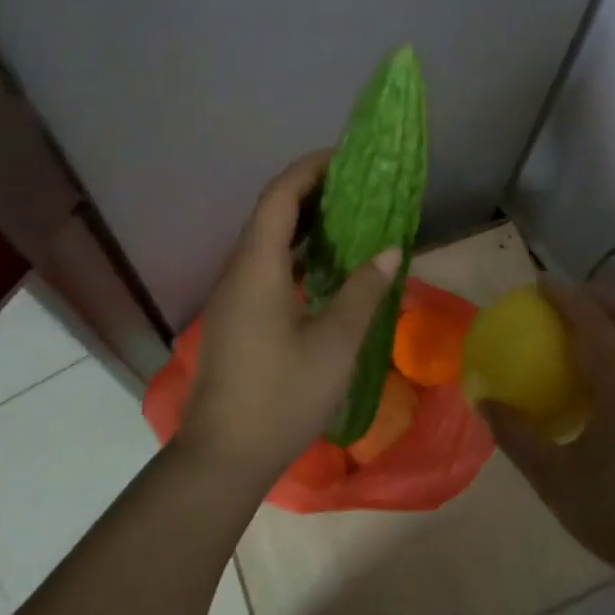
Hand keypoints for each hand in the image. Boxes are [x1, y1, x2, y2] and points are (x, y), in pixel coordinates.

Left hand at [180, 152, 399, 484]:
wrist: (224, 455)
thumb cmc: (282, 397)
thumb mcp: (335, 345)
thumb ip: (363, 292)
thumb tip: (390, 250)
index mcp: (257, 268)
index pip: (279, 197)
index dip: (310, 170)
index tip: (346, 159)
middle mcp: (238, 272)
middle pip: (270, 213)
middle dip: (311, 192)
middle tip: (357, 187)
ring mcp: (233, 295)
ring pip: (266, 241)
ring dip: (302, 223)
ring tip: (347, 219)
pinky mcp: (236, 317)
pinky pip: (265, 266)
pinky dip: (294, 253)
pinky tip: (323, 268)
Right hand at [482, 282, 614, 586]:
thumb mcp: (554, 478)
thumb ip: (516, 436)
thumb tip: (485, 402)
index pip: (593, 322)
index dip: (566, 297)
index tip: (540, 282)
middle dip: (597, 297)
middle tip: (562, 299)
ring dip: (612, 323)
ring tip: (577, 333)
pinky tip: (600, 383)